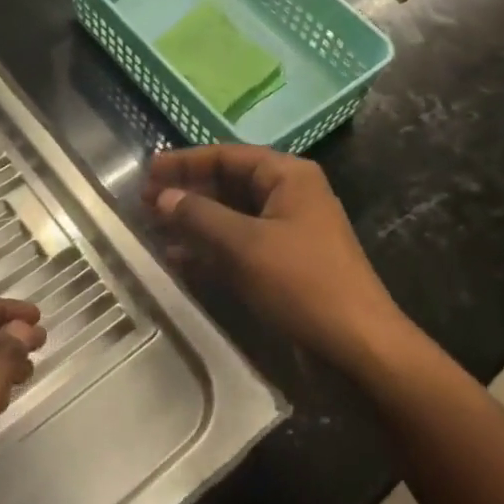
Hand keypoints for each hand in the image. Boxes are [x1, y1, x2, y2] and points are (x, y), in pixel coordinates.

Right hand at [144, 146, 412, 375]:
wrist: (359, 347)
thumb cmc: (302, 283)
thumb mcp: (245, 245)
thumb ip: (199, 216)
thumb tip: (163, 196)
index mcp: (288, 176)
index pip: (227, 156)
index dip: (185, 162)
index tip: (148, 170)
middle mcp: (289, 195)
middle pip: (228, 183)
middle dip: (187, 192)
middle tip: (144, 202)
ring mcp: (288, 230)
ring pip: (231, 216)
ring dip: (195, 222)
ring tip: (153, 229)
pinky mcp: (285, 264)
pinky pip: (240, 245)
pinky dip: (211, 249)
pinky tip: (178, 260)